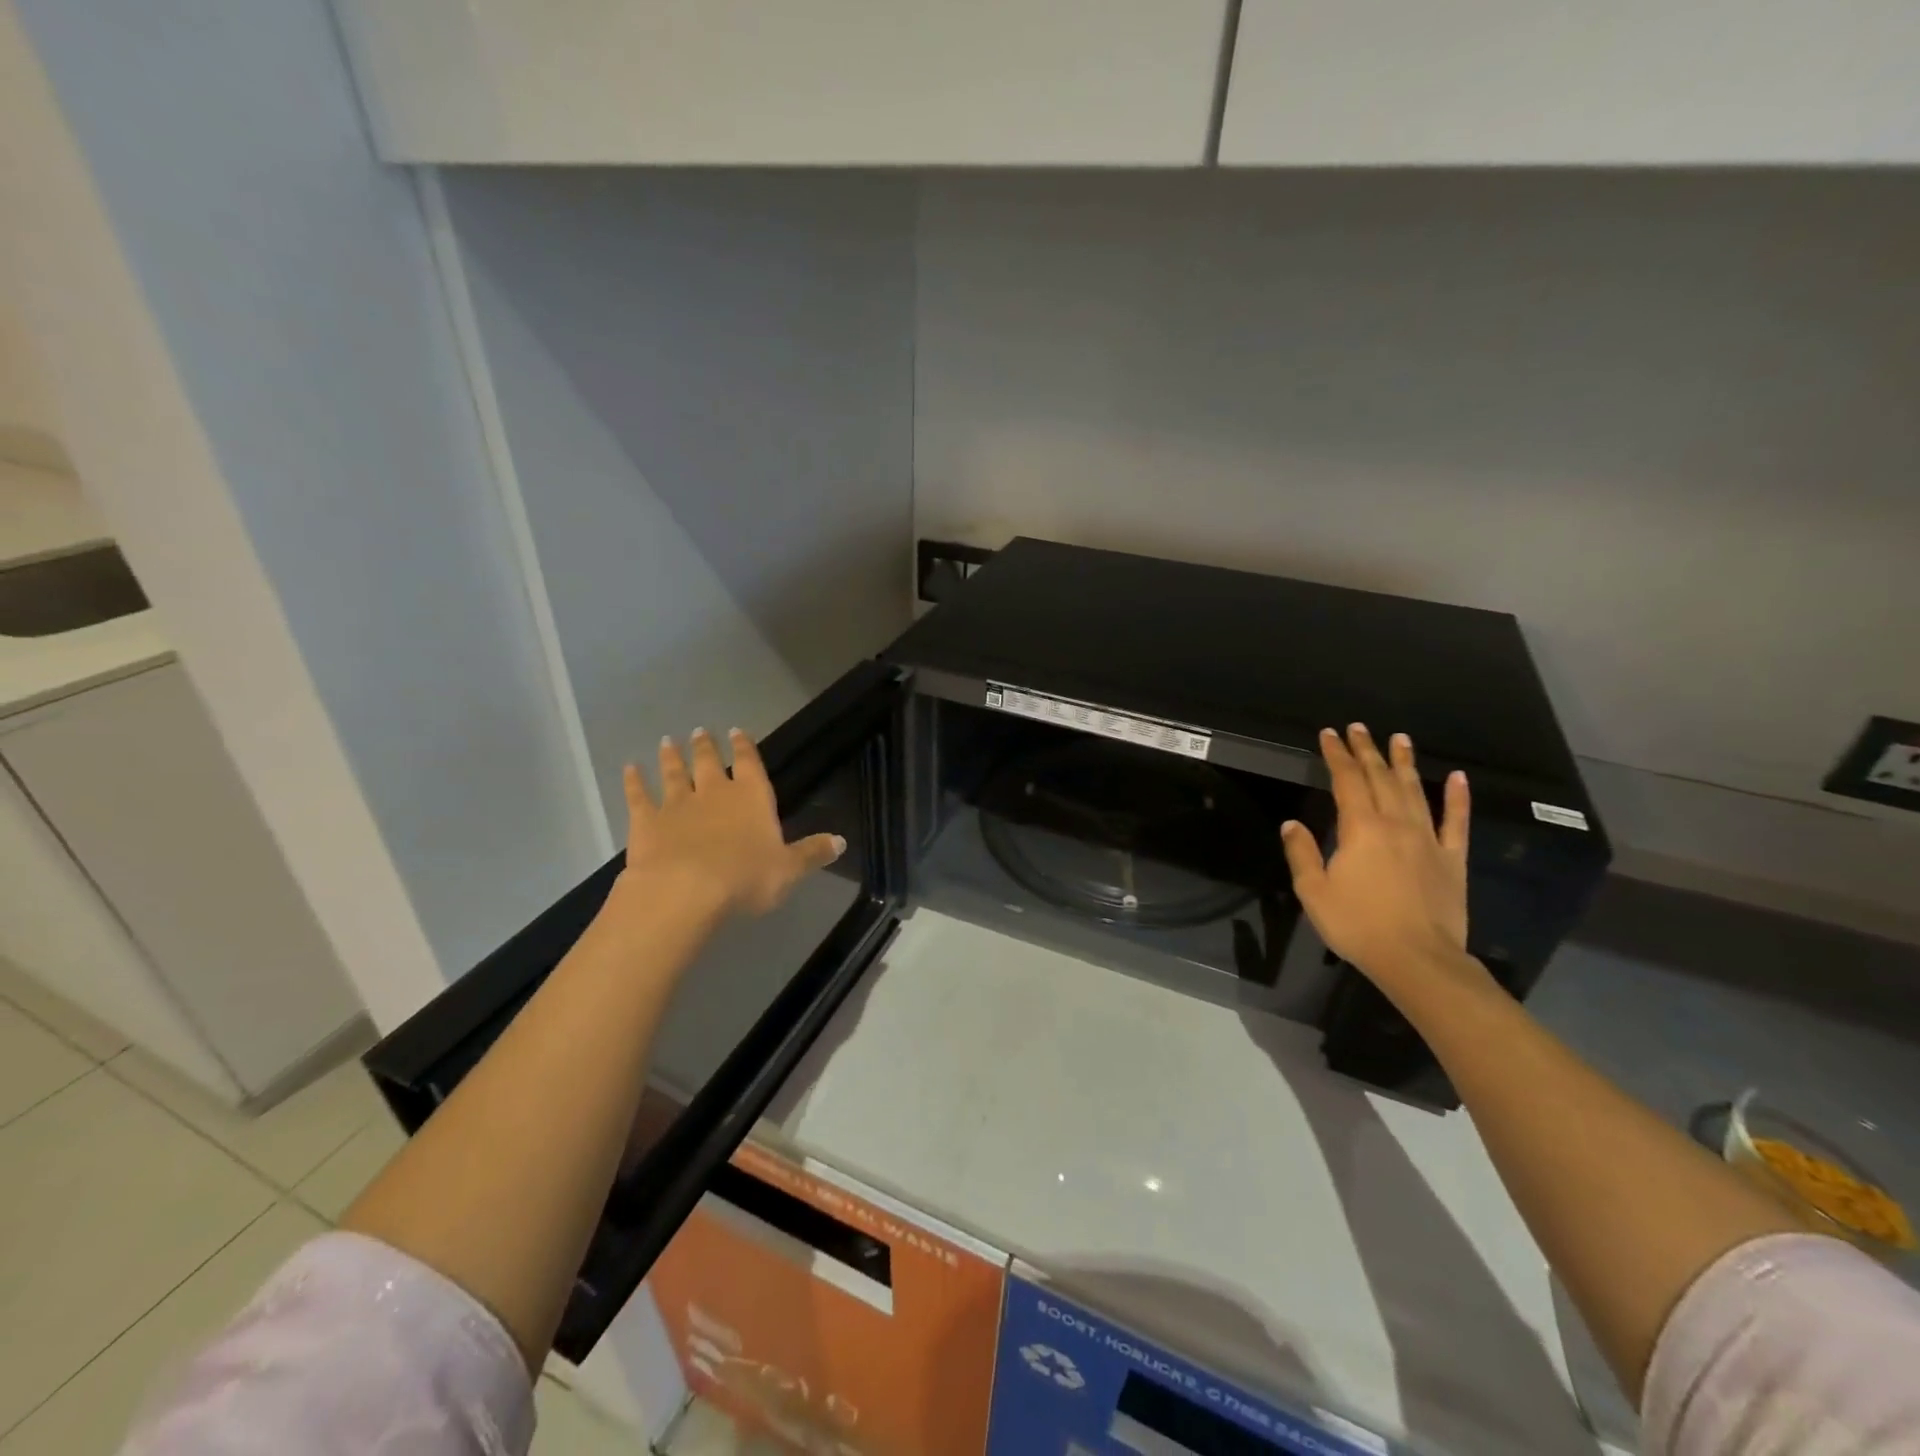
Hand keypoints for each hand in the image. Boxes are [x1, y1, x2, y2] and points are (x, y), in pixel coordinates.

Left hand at [619, 728, 844, 917]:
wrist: (685, 890)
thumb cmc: (745, 878)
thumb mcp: (789, 870)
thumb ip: (812, 853)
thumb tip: (841, 842)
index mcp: (751, 797)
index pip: (749, 763)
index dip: (745, 746)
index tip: (737, 730)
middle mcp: (714, 792)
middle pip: (709, 761)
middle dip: (705, 745)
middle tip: (699, 731)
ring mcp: (677, 804)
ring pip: (674, 773)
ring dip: (672, 757)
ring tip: (668, 741)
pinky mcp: (646, 821)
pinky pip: (639, 795)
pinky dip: (634, 781)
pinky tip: (629, 769)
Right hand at [1281, 724, 1484, 999]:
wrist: (1417, 959)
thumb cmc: (1358, 925)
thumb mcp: (1313, 891)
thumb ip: (1302, 854)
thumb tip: (1292, 824)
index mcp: (1360, 829)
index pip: (1346, 781)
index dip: (1336, 755)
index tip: (1329, 734)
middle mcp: (1396, 824)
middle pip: (1380, 779)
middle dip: (1367, 751)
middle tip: (1359, 728)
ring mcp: (1428, 840)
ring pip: (1415, 791)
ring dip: (1404, 763)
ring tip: (1399, 738)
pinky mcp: (1452, 859)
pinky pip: (1456, 822)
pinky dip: (1458, 798)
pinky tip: (1456, 777)